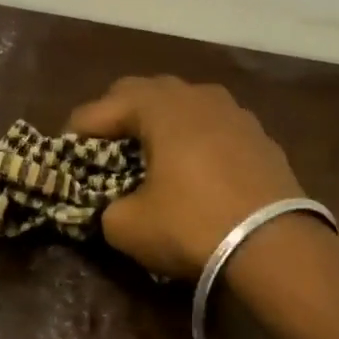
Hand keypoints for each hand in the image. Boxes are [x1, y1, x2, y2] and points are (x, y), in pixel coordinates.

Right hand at [66, 76, 311, 278]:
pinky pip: (213, 125)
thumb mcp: (128, 226)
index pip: (102, 107)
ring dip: (159, 121)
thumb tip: (112, 206)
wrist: (275, 247)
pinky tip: (192, 166)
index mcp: (160, 108)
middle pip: (144, 91)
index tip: (63, 153)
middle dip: (117, 114)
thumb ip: (106, 208)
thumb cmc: (191, 226)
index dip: (77, 130)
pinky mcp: (260, 137)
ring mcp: (235, 113)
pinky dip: (193, 137)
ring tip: (148, 151)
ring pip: (184, 103)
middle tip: (102, 146)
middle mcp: (198, 97)